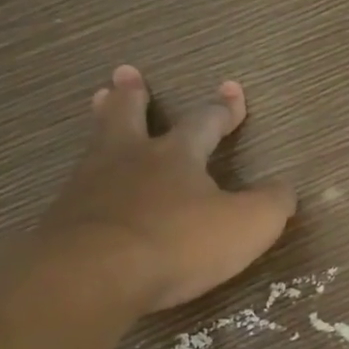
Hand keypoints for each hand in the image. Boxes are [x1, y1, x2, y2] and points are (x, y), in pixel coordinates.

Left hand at [36, 65, 296, 314]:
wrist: (94, 275)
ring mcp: (90, 186)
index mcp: (177, 156)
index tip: (232, 88)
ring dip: (102, 120)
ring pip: (97, 143)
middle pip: (130, 115)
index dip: (223, 108)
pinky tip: (84, 181)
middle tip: (127, 73)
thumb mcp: (248, 225)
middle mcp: (130, 159)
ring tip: (99, 101)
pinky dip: (85, 175)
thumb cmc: (179, 243)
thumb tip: (285, 188)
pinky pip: (78, 184)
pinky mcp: (63, 219)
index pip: (205, 122)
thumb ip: (272, 204)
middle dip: (134, 94)